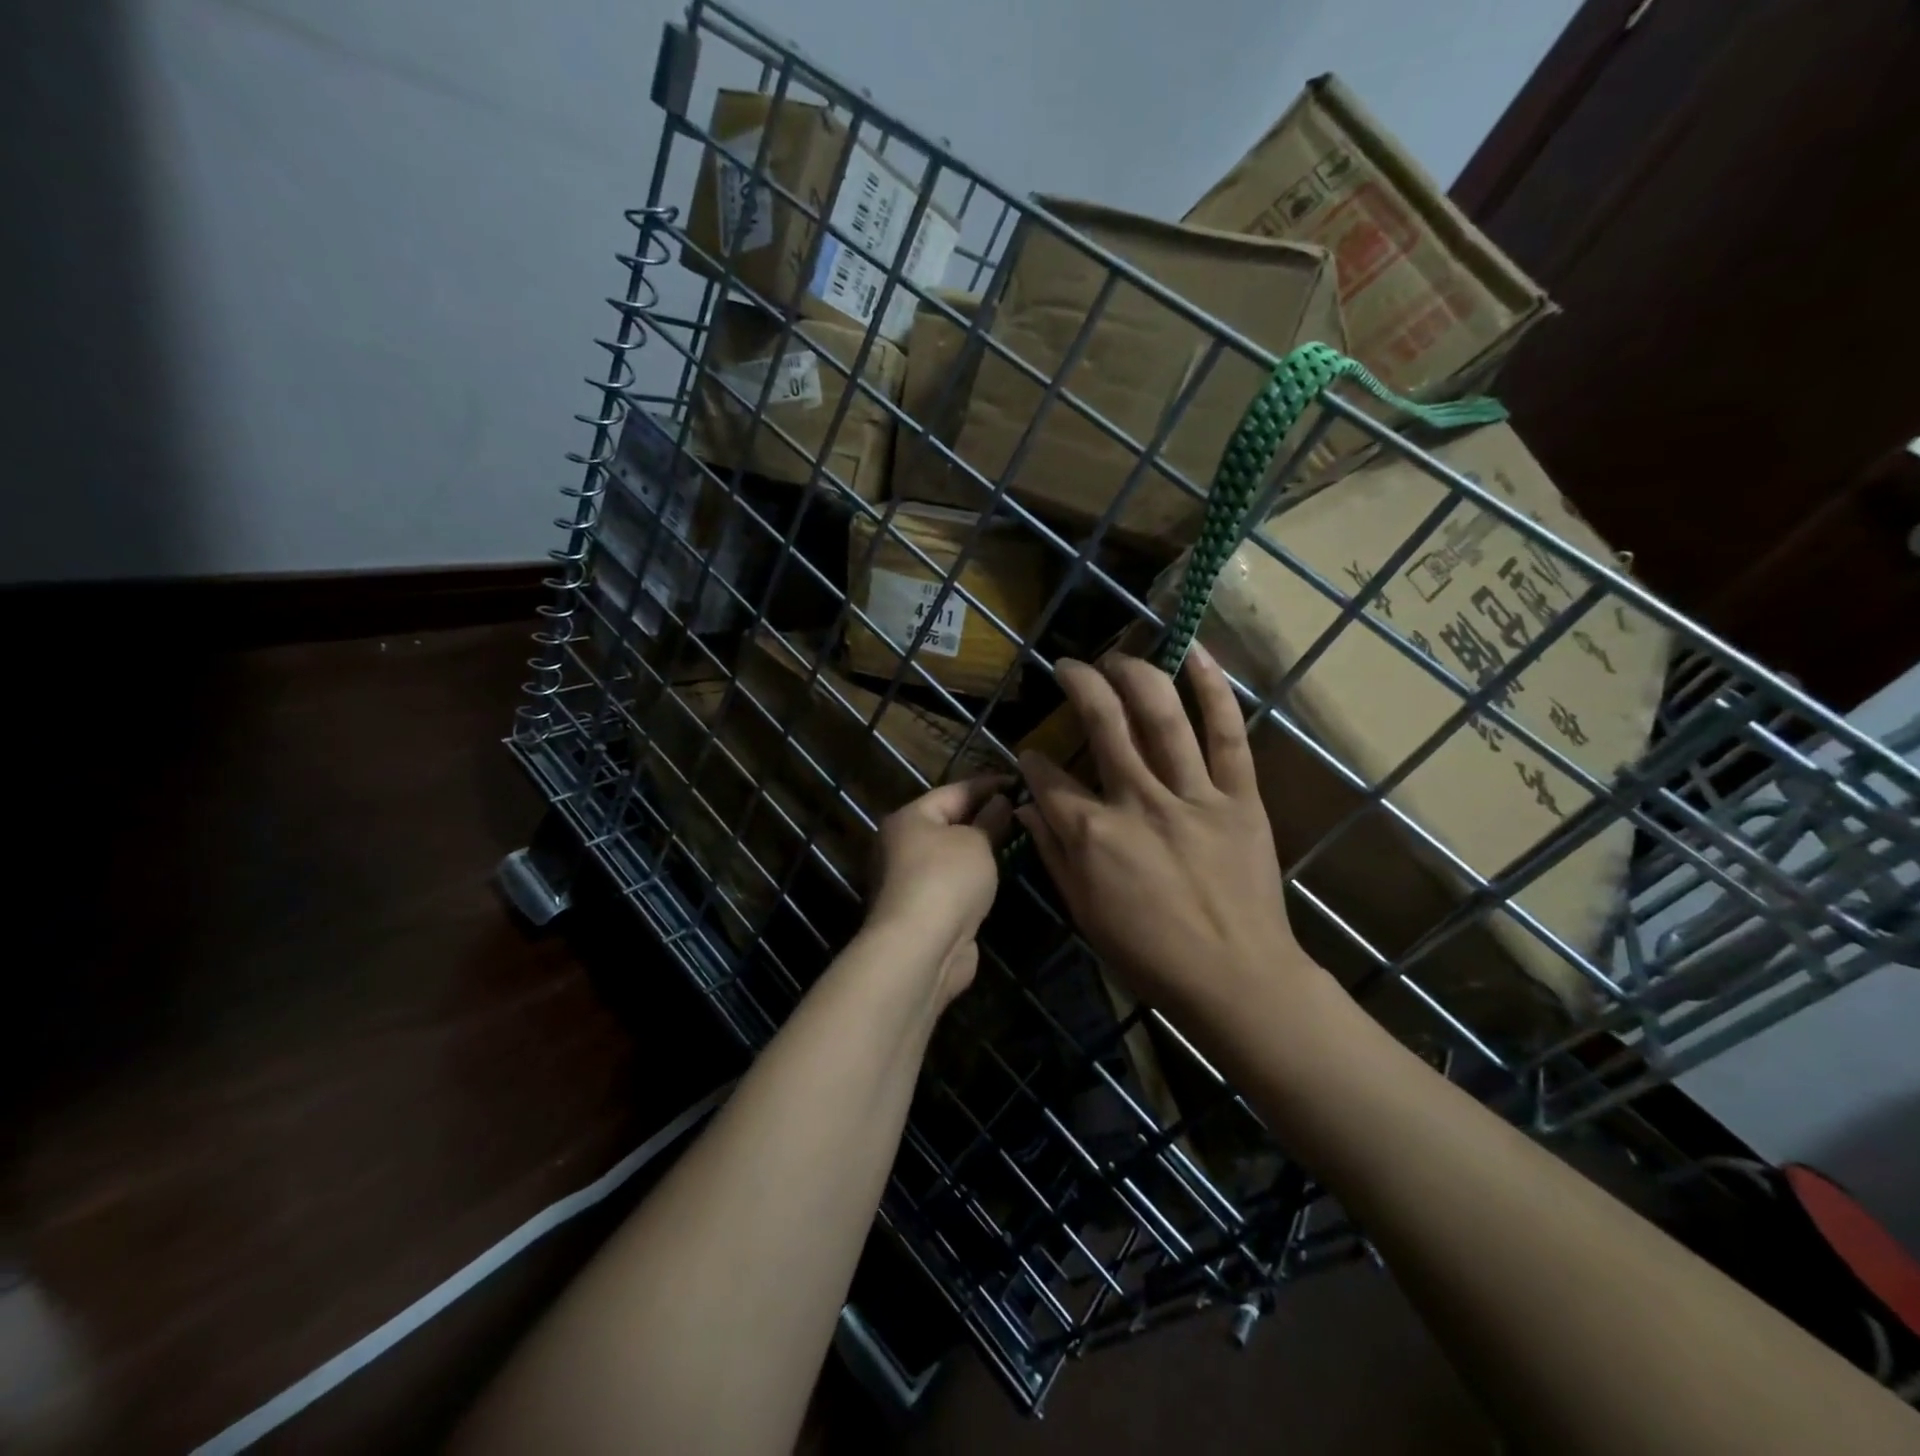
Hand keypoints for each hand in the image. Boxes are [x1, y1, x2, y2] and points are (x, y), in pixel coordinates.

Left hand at [866, 775, 1013, 1005]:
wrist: (921, 949)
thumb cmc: (947, 880)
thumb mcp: (976, 842)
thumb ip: (990, 820)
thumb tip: (999, 802)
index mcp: (909, 818)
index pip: (954, 791)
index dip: (988, 784)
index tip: (1019, 782)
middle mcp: (902, 846)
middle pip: (948, 823)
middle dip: (983, 816)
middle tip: (1021, 810)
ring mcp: (910, 881)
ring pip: (951, 856)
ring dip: (979, 850)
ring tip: (1016, 840)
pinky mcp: (923, 912)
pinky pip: (953, 884)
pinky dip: (974, 879)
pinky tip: (998, 877)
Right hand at [1017, 647, 1320, 1028]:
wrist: (1237, 979)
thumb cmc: (1150, 955)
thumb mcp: (1084, 913)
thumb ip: (1052, 855)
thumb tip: (1027, 809)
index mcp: (1093, 835)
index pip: (1049, 780)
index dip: (1033, 760)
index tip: (1031, 752)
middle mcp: (1137, 802)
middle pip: (1102, 724)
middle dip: (1079, 685)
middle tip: (1068, 666)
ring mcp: (1191, 795)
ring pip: (1160, 716)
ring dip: (1133, 674)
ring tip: (1116, 656)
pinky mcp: (1238, 797)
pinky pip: (1228, 734)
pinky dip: (1213, 690)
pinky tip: (1194, 653)